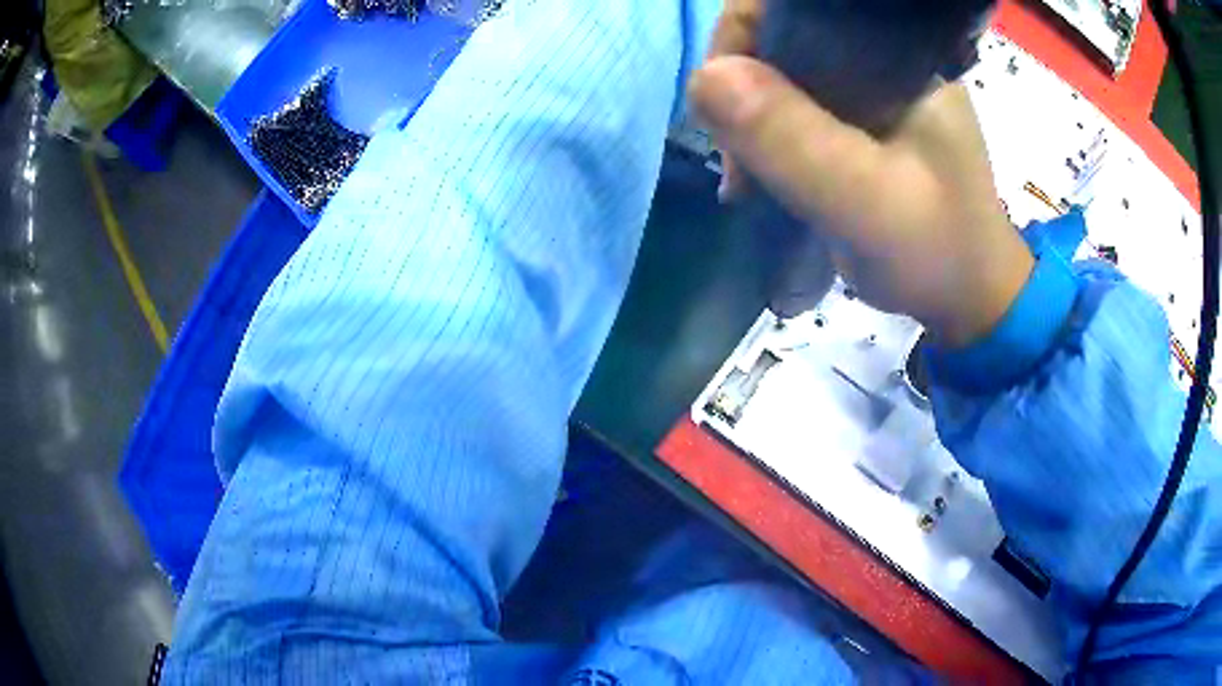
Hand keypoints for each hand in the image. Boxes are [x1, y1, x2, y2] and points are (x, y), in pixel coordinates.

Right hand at [688, 0, 1033, 347]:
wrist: (968, 297)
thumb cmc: (936, 252)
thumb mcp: (867, 202)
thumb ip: (795, 141)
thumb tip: (704, 79)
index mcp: (899, 53)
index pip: (795, 5)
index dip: (743, 38)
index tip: (727, 107)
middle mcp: (883, 56)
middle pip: (780, 37)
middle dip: (743, 90)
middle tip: (740, 160)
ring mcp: (871, 86)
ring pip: (781, 73)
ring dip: (751, 120)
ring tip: (749, 180)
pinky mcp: (861, 116)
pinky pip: (793, 104)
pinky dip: (768, 136)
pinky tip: (764, 174)